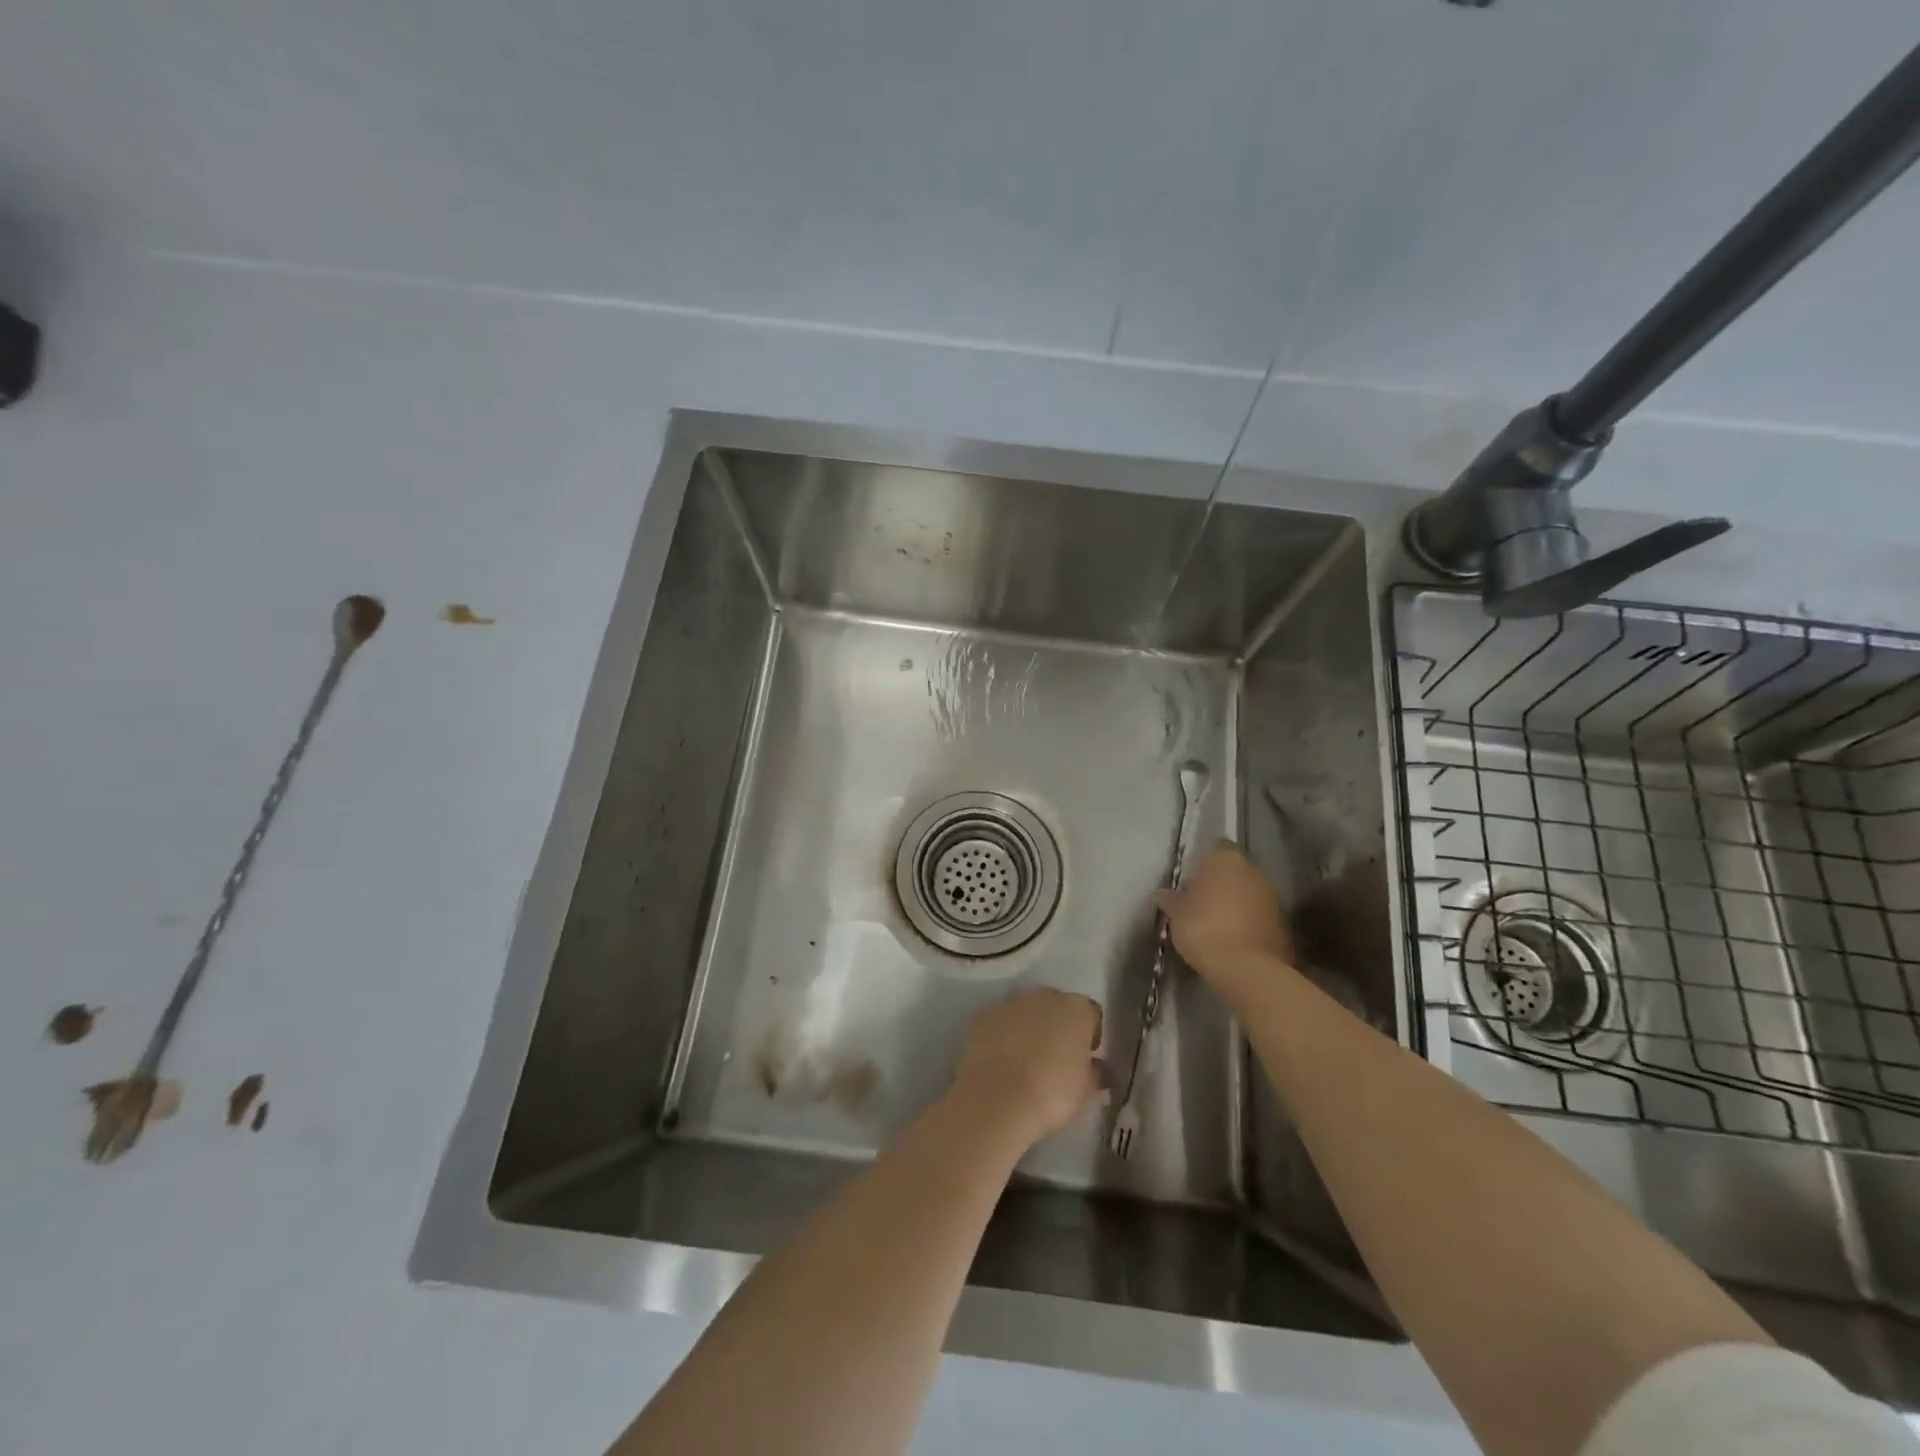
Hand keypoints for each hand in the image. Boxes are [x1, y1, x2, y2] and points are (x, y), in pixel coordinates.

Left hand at [950, 988, 1103, 1146]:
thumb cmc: (1052, 1094)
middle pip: (1058, 1007)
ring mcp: (1010, 1003)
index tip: (1088, 1058)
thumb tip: (1099, 1069)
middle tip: (1058, 1058)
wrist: (997, 1099)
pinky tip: (1002, 1061)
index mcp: (1077, 1009)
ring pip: (1027, 1011)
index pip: (1092, 1014)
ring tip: (1027, 1061)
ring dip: (1030, 1028)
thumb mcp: (1086, 1092)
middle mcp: (1044, 996)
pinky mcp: (982, 1016)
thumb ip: (1097, 1074)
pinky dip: (1003, 1035)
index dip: (1092, 1035)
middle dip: (1059, 1027)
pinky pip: (1000, 1022)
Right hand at [1157, 842, 1294, 983]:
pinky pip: (1261, 917)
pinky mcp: (1285, 925)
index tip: (1192, 883)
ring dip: (1237, 905)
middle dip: (1221, 885)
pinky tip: (1236, 942)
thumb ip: (1171, 900)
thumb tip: (1163, 894)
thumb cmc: (1203, 930)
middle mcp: (1254, 872)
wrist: (1246, 970)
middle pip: (1235, 872)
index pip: (1217, 849)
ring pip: (1250, 895)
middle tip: (1201, 905)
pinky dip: (1251, 924)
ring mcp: (1273, 898)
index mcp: (1226, 861)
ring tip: (1218, 927)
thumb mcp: (1176, 915)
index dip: (1204, 864)